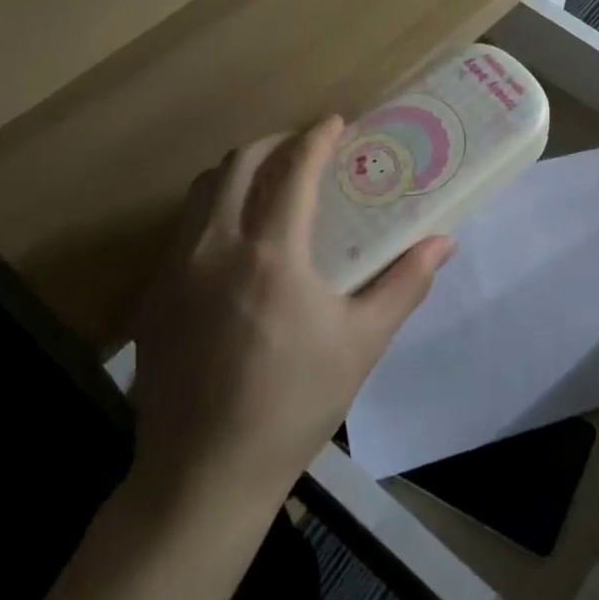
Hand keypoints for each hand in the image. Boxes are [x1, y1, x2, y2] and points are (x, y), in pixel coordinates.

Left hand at [127, 116, 454, 529]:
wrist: (202, 477)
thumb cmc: (293, 404)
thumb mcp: (362, 342)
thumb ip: (405, 283)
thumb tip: (445, 241)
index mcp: (270, 256)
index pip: (292, 171)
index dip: (316, 138)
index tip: (337, 122)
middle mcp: (214, 249)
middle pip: (237, 165)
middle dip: (274, 143)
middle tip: (306, 147)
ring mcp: (175, 272)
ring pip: (202, 192)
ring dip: (239, 172)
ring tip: (271, 182)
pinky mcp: (153, 298)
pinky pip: (183, 228)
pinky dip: (213, 208)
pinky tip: (237, 238)